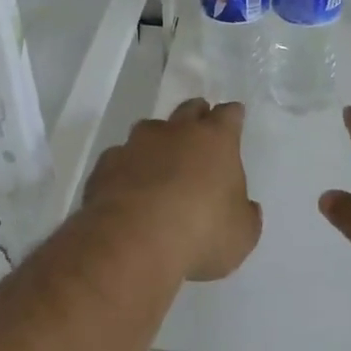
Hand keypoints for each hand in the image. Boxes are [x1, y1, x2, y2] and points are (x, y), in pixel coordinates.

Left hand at [83, 98, 261, 281]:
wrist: (133, 240)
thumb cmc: (201, 232)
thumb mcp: (241, 234)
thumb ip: (244, 214)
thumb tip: (244, 208)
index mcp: (215, 140)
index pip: (229, 115)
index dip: (232, 117)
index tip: (234, 119)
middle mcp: (176, 131)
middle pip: (189, 109)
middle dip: (196, 116)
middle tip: (200, 130)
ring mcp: (136, 144)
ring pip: (150, 130)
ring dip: (158, 142)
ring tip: (160, 164)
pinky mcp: (107, 164)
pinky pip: (120, 158)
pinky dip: (127, 168)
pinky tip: (128, 188)